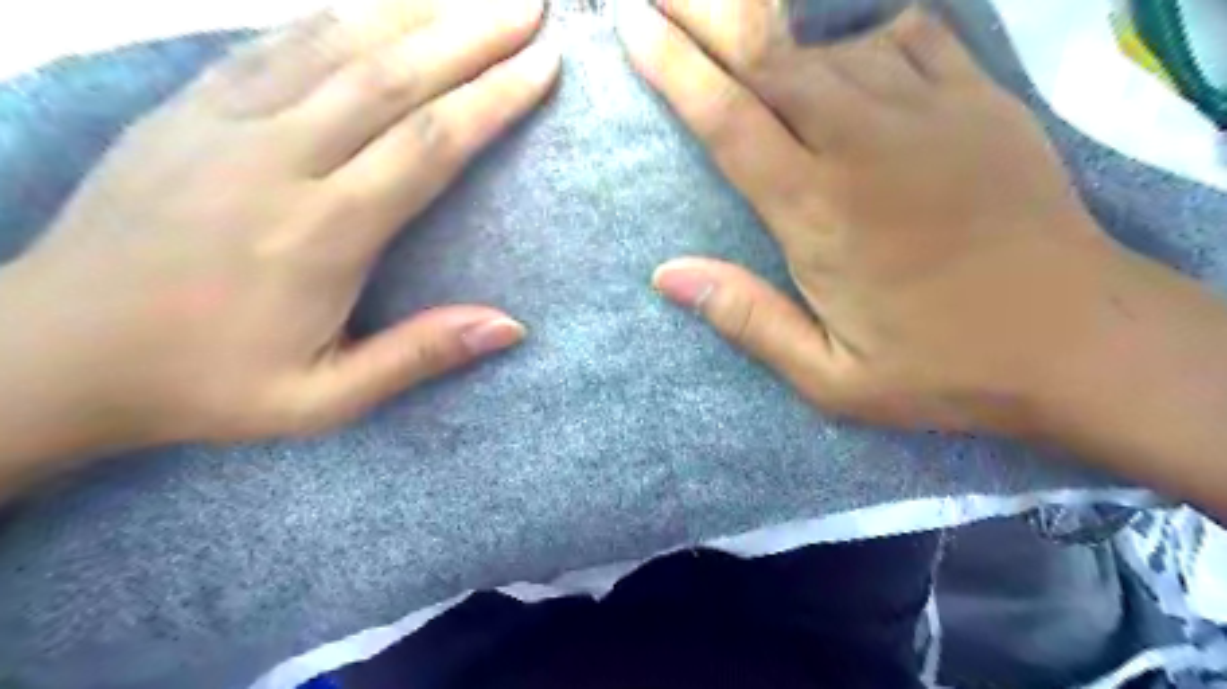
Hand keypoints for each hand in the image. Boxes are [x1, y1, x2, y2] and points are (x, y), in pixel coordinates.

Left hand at [1, 0, 560, 465]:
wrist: (53, 354)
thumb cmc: (206, 385)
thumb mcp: (326, 399)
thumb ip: (420, 355)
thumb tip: (512, 326)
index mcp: (323, 232)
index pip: (431, 143)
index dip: (494, 97)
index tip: (543, 64)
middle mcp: (280, 159)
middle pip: (396, 76)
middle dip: (473, 34)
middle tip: (531, 7)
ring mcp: (225, 122)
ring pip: (338, 43)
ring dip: (416, 11)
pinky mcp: (188, 107)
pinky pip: (278, 43)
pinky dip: (339, 16)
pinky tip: (379, 6)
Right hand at [625, 1, 1139, 436]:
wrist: (1076, 343)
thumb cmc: (940, 369)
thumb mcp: (828, 377)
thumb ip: (746, 319)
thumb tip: (666, 274)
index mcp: (818, 214)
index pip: (728, 122)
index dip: (675, 70)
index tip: (634, 28)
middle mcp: (863, 146)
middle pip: (771, 61)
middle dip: (708, 18)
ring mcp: (928, 115)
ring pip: (832, 46)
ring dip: (779, 35)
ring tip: (743, 33)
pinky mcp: (981, 103)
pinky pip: (909, 37)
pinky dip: (863, 35)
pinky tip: (847, 52)